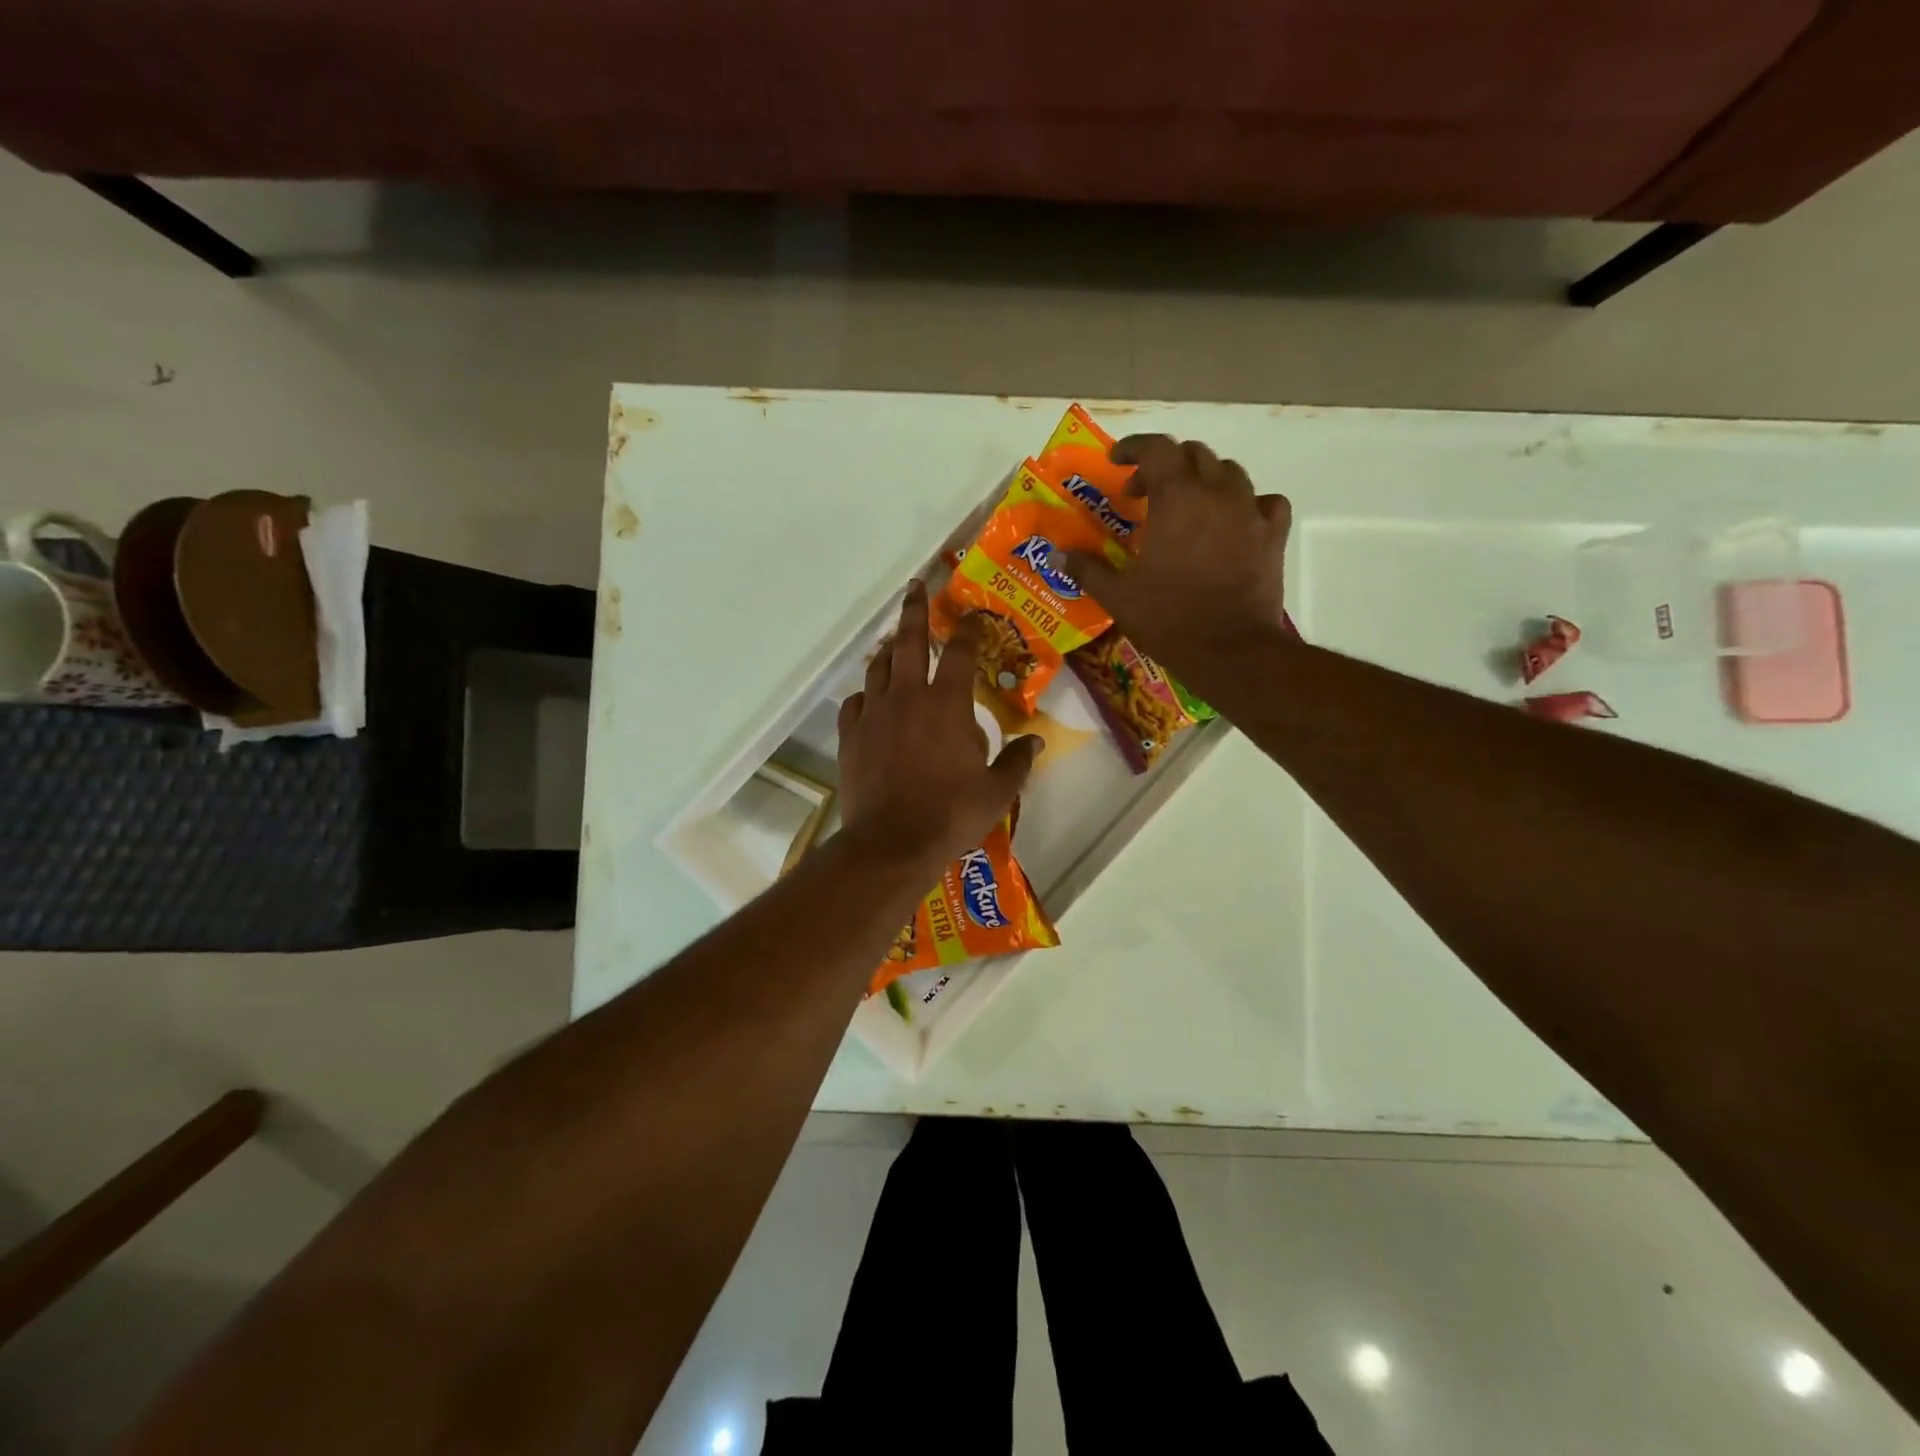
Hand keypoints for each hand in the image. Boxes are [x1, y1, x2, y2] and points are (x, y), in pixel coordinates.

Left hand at [837, 583, 1039, 870]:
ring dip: (888, 650)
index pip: (959, 652)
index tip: (973, 614)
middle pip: (908, 641)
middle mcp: (907, 697)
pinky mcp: (850, 736)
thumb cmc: (951, 815)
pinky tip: (870, 699)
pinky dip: (865, 695)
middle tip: (916, 587)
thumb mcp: (997, 792)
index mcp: (947, 704)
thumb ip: (1017, 761)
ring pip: (878, 668)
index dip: (968, 629)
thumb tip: (1034, 740)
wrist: (891, 843)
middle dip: (915, 610)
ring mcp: (874, 714)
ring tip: (893, 642)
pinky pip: (854, 703)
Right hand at [1059, 435, 1290, 675]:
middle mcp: (1217, 492)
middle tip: (1143, 493)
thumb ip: (1086, 568)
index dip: (1133, 448)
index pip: (1156, 449)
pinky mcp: (1273, 535)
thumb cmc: (1169, 619)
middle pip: (1194, 455)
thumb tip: (1054, 554)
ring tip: (1187, 505)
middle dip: (1165, 466)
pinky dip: (1246, 504)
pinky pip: (1264, 502)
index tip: (1116, 461)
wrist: (1231, 651)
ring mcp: (1251, 511)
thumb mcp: (1118, 596)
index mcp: (1177, 497)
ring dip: (1204, 479)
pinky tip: (1235, 522)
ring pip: (1229, 472)